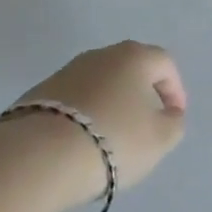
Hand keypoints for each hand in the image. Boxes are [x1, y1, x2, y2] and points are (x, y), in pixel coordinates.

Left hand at [14, 41, 187, 204]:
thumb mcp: (159, 139)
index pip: (165, 64)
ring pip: (99, 84)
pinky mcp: (38, 93)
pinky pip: (72, 101)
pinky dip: (82, 116)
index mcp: (135, 57)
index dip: (174, 90)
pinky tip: (79, 143)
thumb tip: (169, 114)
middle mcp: (101, 54)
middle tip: (144, 124)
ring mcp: (66, 71)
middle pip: (130, 69)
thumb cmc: (112, 140)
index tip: (174, 117)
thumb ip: (173, 123)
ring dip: (109, 104)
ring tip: (109, 138)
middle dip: (141, 94)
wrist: (37, 156)